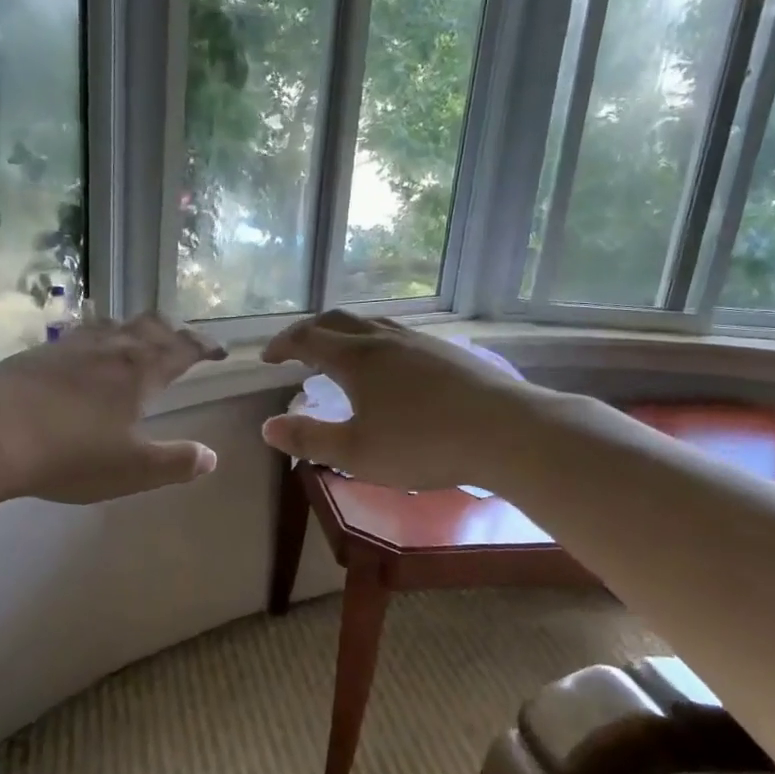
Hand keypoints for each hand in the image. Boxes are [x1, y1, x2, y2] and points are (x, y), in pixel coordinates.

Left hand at [0, 313, 227, 504]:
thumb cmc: (69, 455)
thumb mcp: (131, 469)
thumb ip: (175, 462)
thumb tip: (211, 456)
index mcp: (140, 371)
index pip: (183, 348)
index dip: (204, 346)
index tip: (219, 351)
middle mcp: (110, 347)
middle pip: (150, 326)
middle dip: (173, 331)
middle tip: (183, 341)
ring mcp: (71, 345)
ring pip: (114, 324)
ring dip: (135, 329)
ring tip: (138, 340)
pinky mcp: (39, 352)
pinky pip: (81, 334)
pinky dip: (98, 337)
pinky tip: (86, 353)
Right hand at [260, 311, 533, 489]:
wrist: (508, 431)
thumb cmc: (423, 445)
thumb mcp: (356, 453)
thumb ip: (309, 439)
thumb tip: (268, 427)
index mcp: (356, 358)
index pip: (307, 338)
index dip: (281, 345)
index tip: (266, 359)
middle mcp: (384, 339)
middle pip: (337, 321)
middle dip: (309, 331)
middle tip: (295, 351)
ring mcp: (420, 341)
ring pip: (371, 324)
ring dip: (344, 334)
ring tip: (338, 356)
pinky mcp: (448, 352)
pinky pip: (398, 335)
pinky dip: (375, 343)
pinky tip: (390, 369)